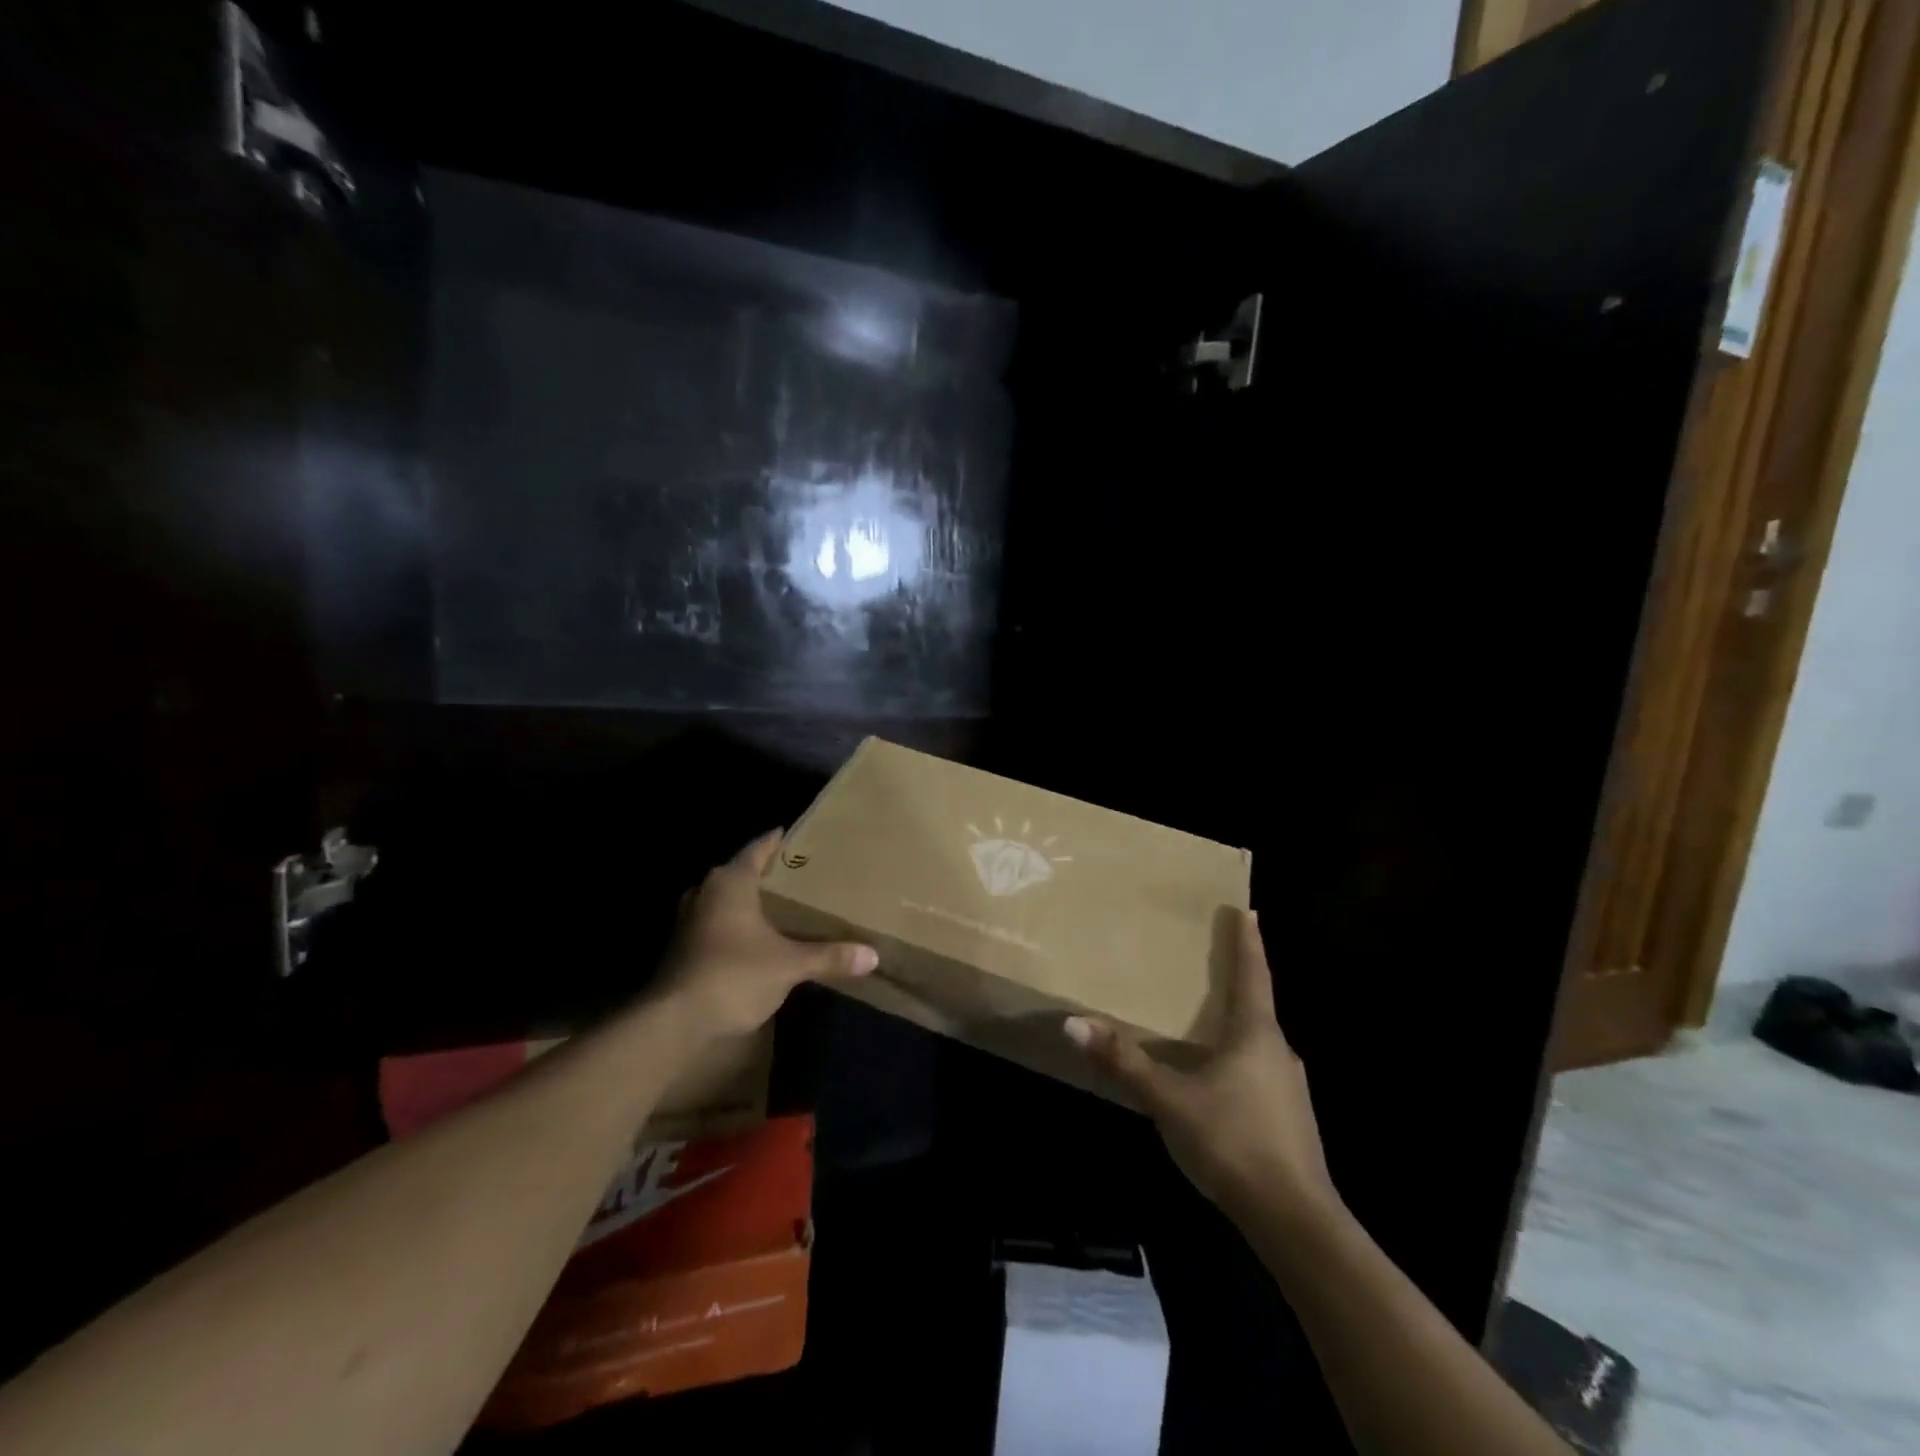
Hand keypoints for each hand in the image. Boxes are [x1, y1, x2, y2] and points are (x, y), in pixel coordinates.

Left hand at [658, 831, 878, 1040]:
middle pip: (744, 873)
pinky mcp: (686, 947)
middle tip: (807, 876)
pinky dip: (741, 926)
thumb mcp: (789, 965)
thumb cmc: (734, 975)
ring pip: (729, 900)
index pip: (760, 847)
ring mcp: (691, 920)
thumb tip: (873, 955)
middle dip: (773, 875)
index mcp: (731, 881)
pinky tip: (764, 939)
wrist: (674, 1023)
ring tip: (789, 907)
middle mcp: (707, 891)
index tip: (805, 838)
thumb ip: (829, 956)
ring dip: (754, 903)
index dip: (782, 841)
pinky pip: (720, 923)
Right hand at [1065, 911, 1336, 1224]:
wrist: (1295, 1222)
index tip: (1247, 910)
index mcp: (1257, 1034)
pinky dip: (1237, 1064)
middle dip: (1233, 985)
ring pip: (1257, 1045)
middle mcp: (1279, 1052)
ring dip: (1234, 1029)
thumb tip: (1075, 1023)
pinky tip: (1214, 1083)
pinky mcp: (1291, 1120)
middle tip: (1207, 966)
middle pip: (1256, 1007)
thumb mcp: (1169, 1100)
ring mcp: (1290, 1089)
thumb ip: (1124, 1061)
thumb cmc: (1233, 1142)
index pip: (1252, 974)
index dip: (1248, 941)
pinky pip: (1259, 1074)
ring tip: (1203, 1025)